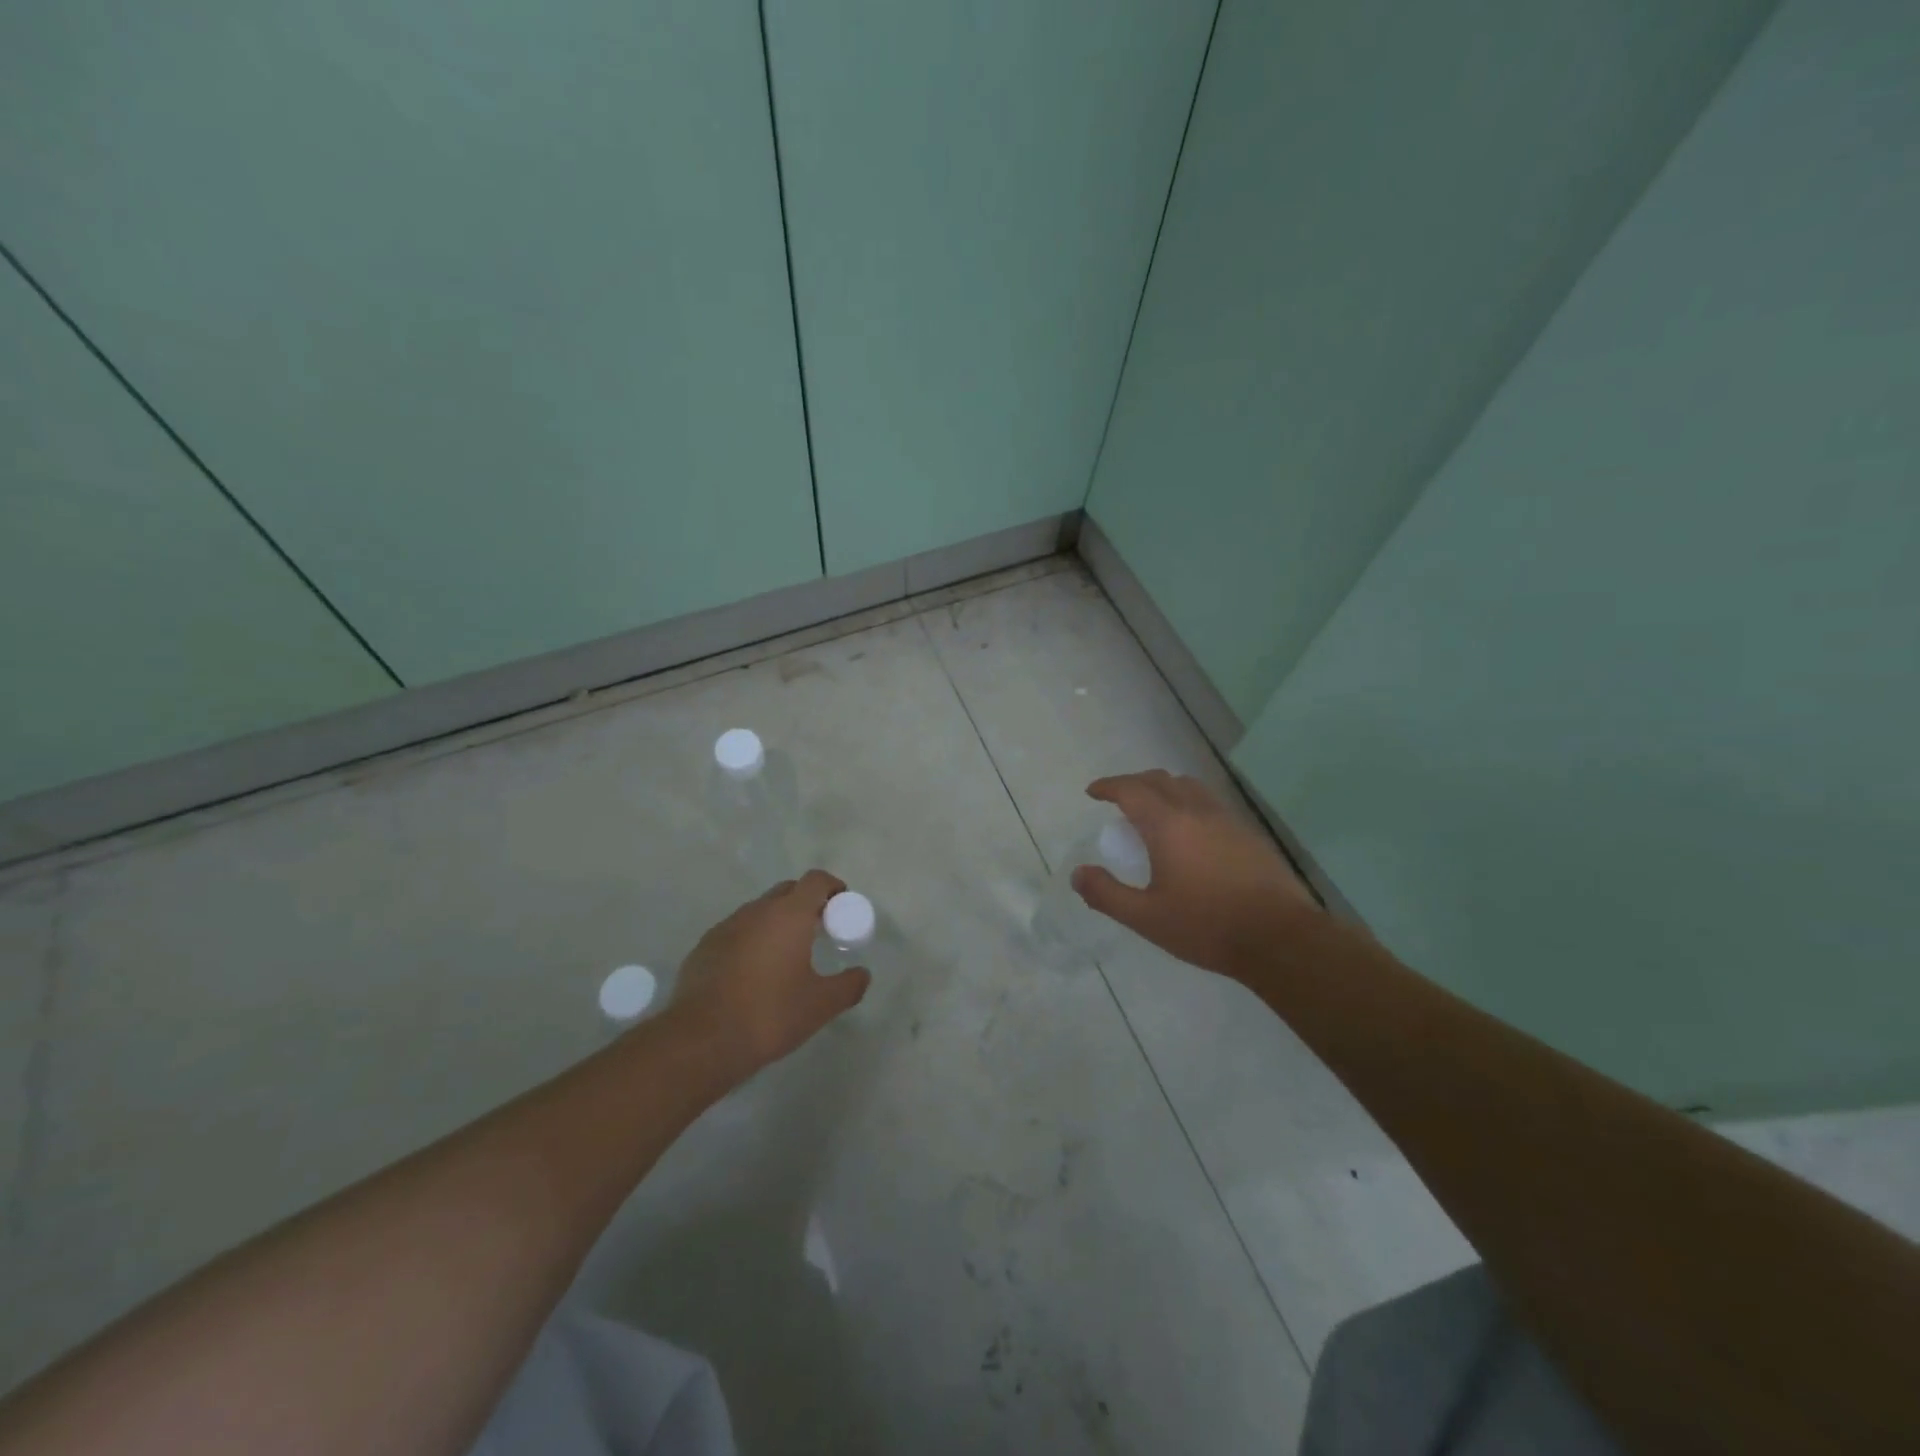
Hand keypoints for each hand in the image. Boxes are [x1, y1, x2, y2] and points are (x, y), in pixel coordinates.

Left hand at [667, 870, 869, 1079]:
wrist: (702, 1040)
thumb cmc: (770, 1014)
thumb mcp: (820, 1005)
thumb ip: (848, 986)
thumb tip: (862, 975)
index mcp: (789, 915)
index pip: (815, 880)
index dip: (832, 887)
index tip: (841, 905)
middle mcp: (757, 911)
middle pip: (787, 890)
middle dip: (806, 902)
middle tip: (818, 929)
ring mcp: (726, 926)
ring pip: (759, 911)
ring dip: (776, 921)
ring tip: (785, 953)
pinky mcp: (704, 947)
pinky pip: (736, 931)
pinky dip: (751, 940)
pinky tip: (753, 972)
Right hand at [1071, 771, 1318, 976]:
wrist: (1280, 938)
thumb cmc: (1206, 926)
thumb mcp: (1146, 918)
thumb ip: (1107, 894)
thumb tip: (1078, 874)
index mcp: (1168, 825)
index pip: (1131, 789)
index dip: (1108, 786)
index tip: (1093, 792)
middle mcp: (1197, 811)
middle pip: (1160, 780)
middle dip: (1134, 783)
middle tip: (1118, 800)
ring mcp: (1227, 820)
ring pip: (1189, 787)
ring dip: (1164, 789)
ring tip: (1153, 811)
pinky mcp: (1248, 834)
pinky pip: (1210, 803)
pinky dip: (1188, 803)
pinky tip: (1190, 833)